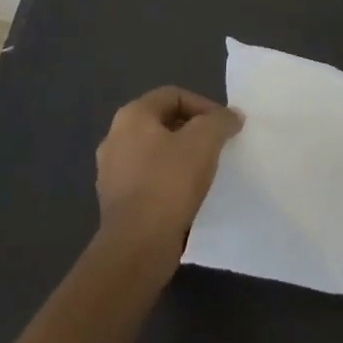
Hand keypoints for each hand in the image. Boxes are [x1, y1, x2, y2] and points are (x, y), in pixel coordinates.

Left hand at [95, 86, 242, 270]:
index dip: (203, 105)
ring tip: (206, 171)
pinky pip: (148, 180)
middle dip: (193, 131)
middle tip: (217, 146)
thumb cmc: (169, 182)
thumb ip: (221, 120)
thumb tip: (231, 117)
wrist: (137, 247)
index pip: (173, 95)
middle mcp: (115, 138)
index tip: (224, 126)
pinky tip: (188, 195)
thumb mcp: (205, 140)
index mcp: (131, 116)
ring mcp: (111, 172)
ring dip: (181, 157)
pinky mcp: (116, 202)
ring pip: (155, 153)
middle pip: (163, 122)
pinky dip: (169, 181)